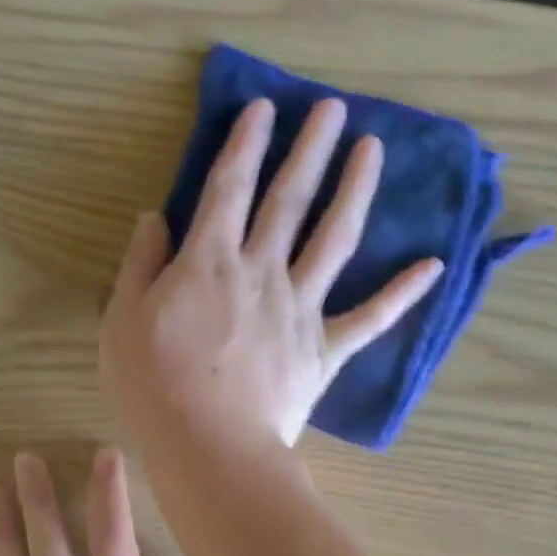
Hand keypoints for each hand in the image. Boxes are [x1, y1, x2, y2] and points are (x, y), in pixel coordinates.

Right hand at [100, 97, 443, 456]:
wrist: (211, 447)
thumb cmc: (154, 389)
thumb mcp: (122, 321)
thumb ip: (140, 264)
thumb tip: (155, 217)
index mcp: (209, 261)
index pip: (227, 187)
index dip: (245, 143)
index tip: (264, 108)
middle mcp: (262, 271)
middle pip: (289, 199)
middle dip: (309, 149)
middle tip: (332, 108)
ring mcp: (301, 309)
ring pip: (334, 239)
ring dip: (355, 190)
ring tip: (373, 150)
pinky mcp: (327, 349)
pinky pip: (371, 318)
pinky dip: (403, 292)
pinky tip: (434, 265)